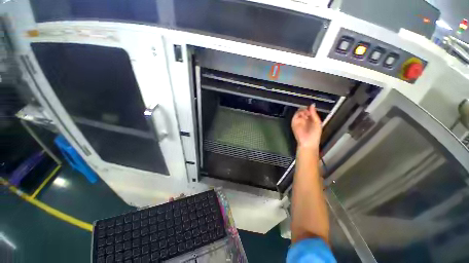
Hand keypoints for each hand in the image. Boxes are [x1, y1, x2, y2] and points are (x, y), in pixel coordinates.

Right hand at [291, 105, 321, 149]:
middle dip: (305, 109)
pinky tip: (302, 115)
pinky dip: (298, 114)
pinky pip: (294, 117)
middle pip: (303, 111)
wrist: (308, 142)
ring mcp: (299, 121)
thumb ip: (314, 114)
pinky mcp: (294, 123)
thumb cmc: (314, 134)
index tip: (311, 107)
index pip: (309, 111)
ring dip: (301, 111)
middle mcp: (304, 120)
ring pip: (298, 112)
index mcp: (311, 120)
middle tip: (308, 111)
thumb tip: (312, 105)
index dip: (310, 109)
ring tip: (305, 113)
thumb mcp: (317, 123)